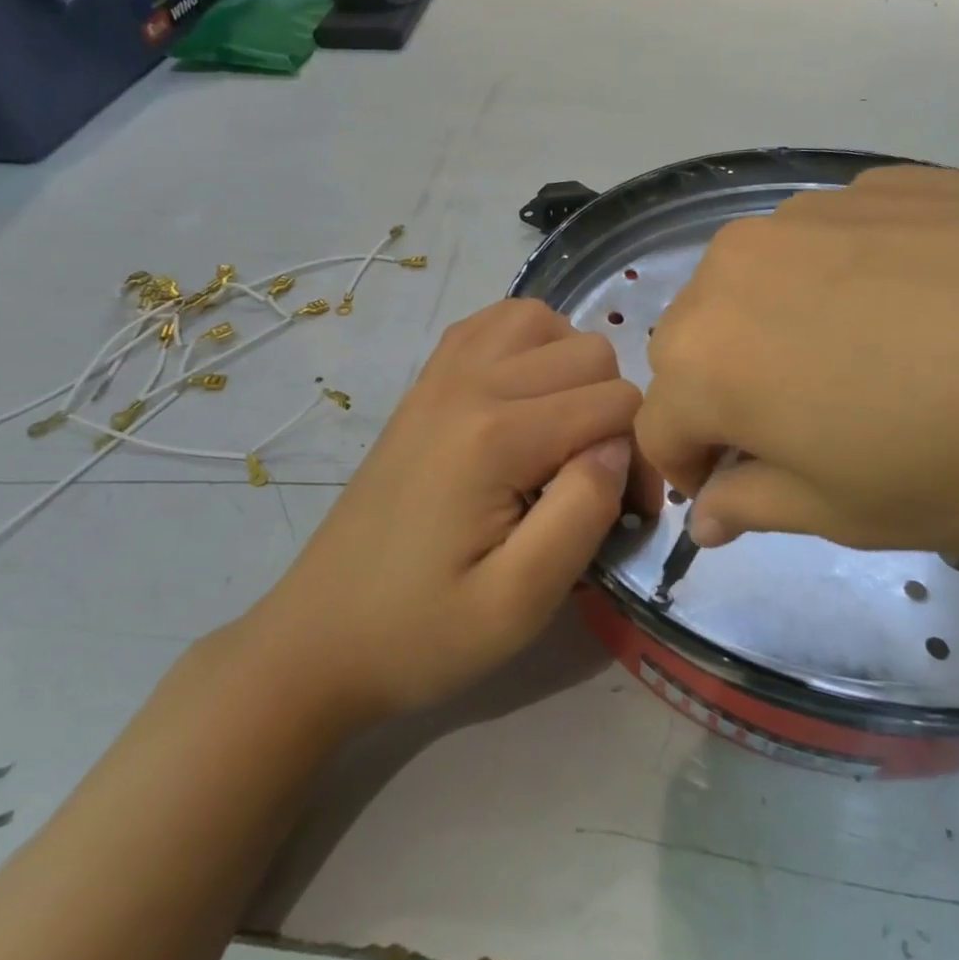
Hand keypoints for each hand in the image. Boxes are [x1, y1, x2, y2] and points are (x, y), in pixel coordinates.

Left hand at [249, 300, 658, 718]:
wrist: (318, 639)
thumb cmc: (423, 632)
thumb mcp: (519, 603)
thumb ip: (583, 513)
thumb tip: (618, 447)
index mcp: (496, 436)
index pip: (617, 403)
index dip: (640, 456)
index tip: (628, 515)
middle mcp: (469, 384)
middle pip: (589, 352)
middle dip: (614, 411)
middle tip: (596, 481)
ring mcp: (439, 376)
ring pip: (542, 320)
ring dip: (573, 368)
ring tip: (566, 430)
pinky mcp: (423, 385)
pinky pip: (491, 324)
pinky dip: (527, 344)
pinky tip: (526, 396)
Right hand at [635, 166, 958, 558]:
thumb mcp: (852, 514)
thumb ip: (757, 504)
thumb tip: (712, 508)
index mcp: (709, 354)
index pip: (657, 424)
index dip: (690, 469)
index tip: (740, 493)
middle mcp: (735, 266)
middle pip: (695, 346)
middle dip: (727, 396)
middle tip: (811, 435)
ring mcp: (808, 210)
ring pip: (754, 288)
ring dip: (778, 335)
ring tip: (873, 368)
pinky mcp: (879, 180)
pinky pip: (823, 247)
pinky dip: (838, 286)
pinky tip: (925, 311)